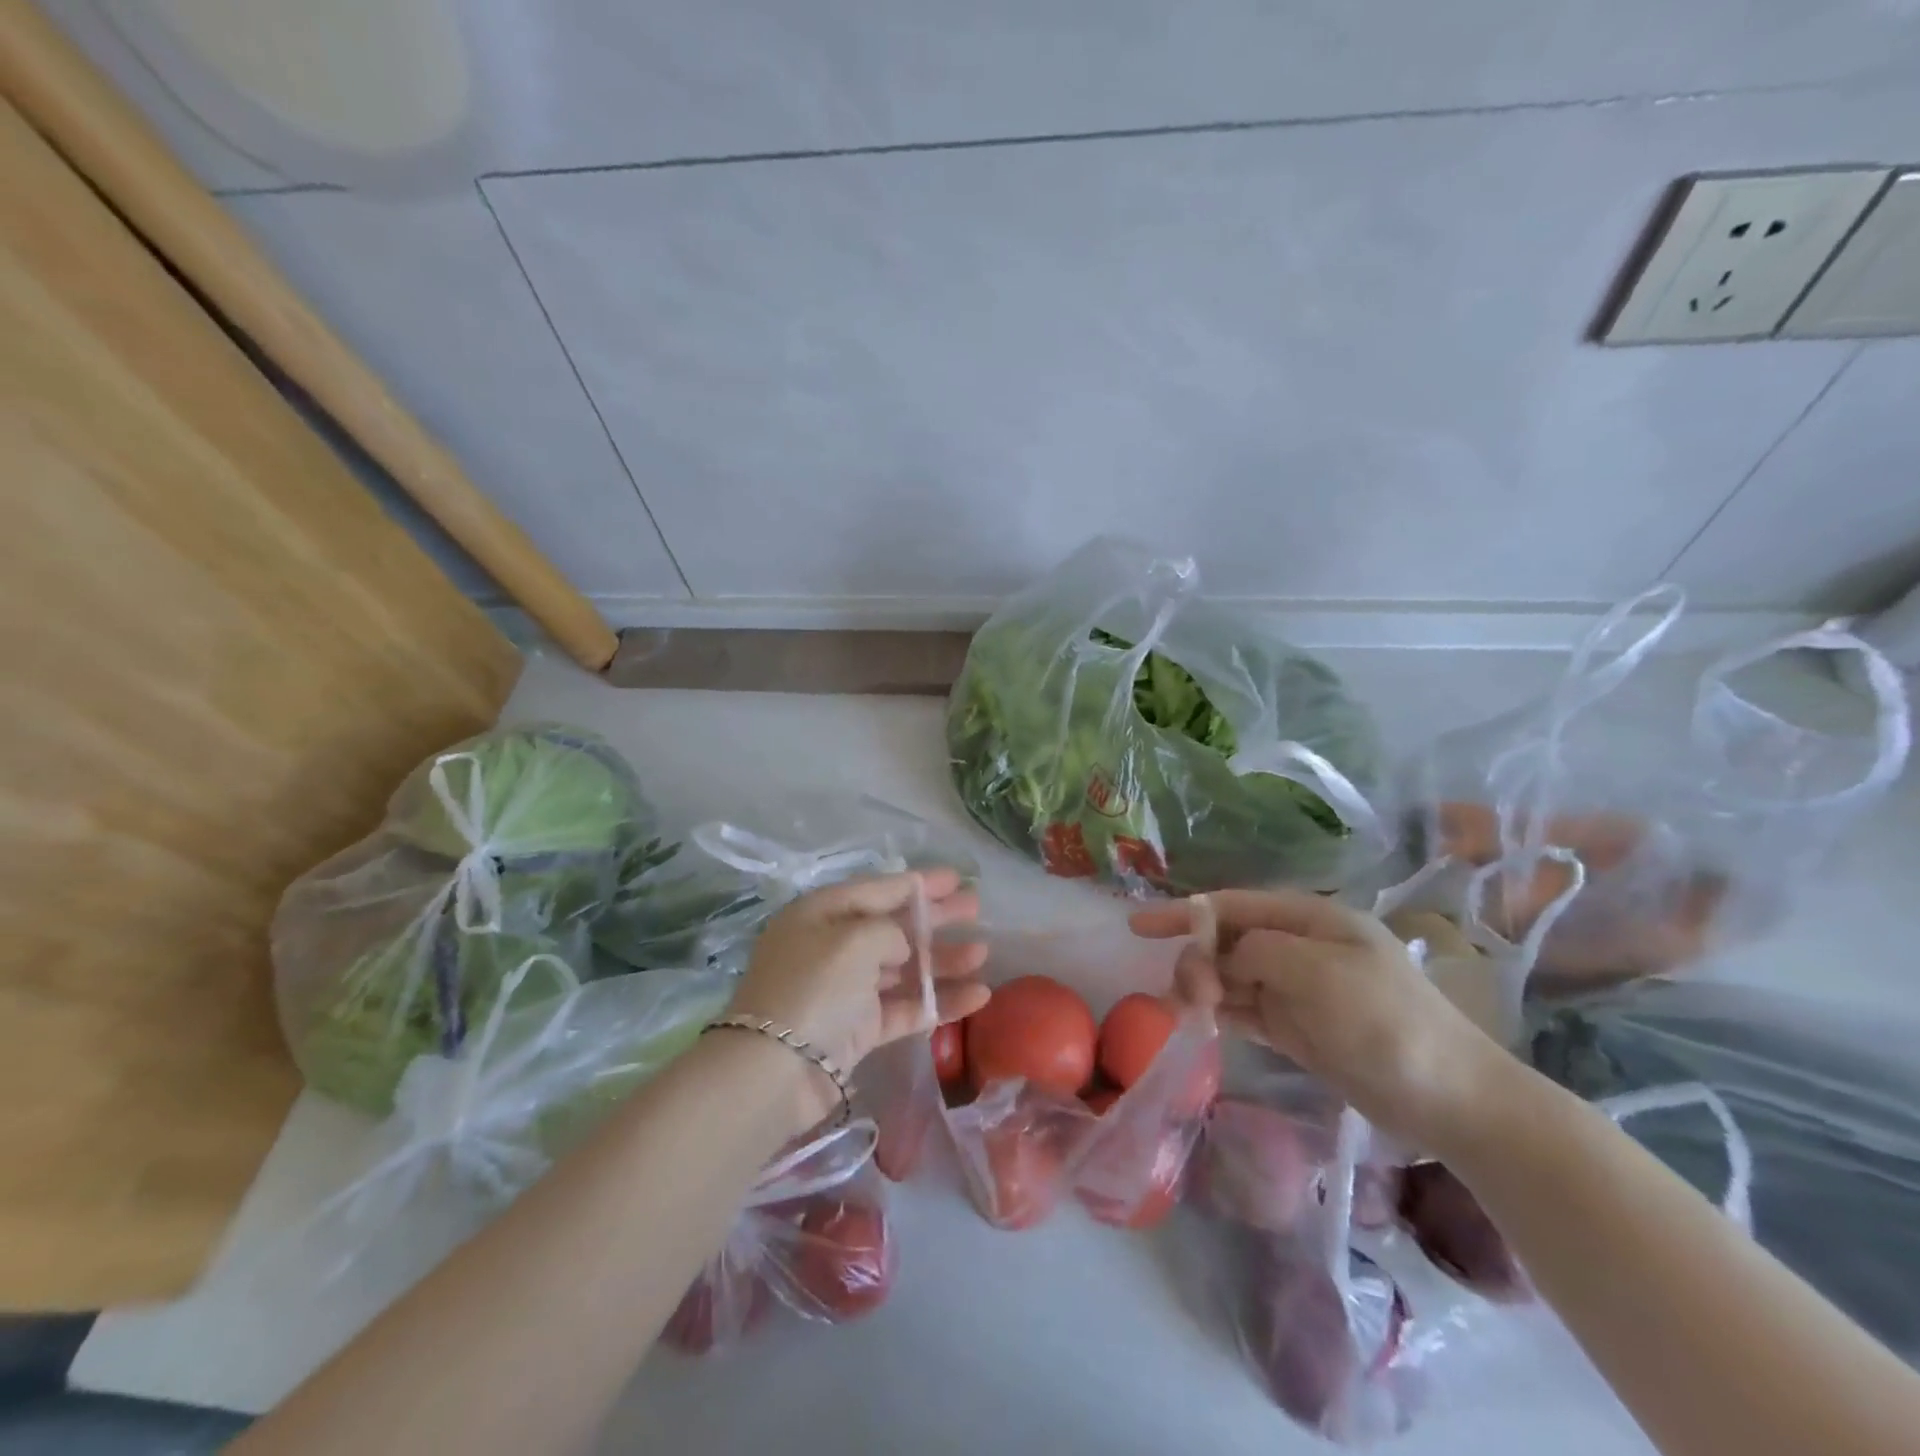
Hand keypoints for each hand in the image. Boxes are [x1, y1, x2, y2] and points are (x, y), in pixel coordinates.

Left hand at [730, 870, 989, 1128]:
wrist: (776, 1072)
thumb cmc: (815, 987)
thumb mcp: (854, 939)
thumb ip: (890, 931)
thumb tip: (901, 947)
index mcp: (822, 914)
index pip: (877, 889)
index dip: (918, 883)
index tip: (955, 877)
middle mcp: (833, 947)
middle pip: (893, 926)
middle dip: (935, 918)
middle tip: (975, 908)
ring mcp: (846, 990)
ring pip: (902, 968)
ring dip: (941, 961)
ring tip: (982, 954)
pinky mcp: (858, 1029)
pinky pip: (905, 1008)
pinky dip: (939, 1001)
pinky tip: (977, 996)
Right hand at [1131, 890, 1506, 1151]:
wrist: (1451, 1099)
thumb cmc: (1385, 1022)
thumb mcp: (1318, 972)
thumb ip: (1258, 951)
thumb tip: (1223, 959)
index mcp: (1310, 921)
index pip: (1232, 906)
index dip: (1183, 913)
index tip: (1137, 927)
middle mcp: (1301, 948)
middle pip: (1229, 941)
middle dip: (1197, 959)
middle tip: (1185, 995)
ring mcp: (1300, 989)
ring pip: (1233, 977)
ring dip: (1205, 988)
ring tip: (1188, 1012)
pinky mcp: (1299, 1028)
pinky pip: (1247, 1010)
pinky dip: (1222, 1013)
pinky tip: (1202, 1023)